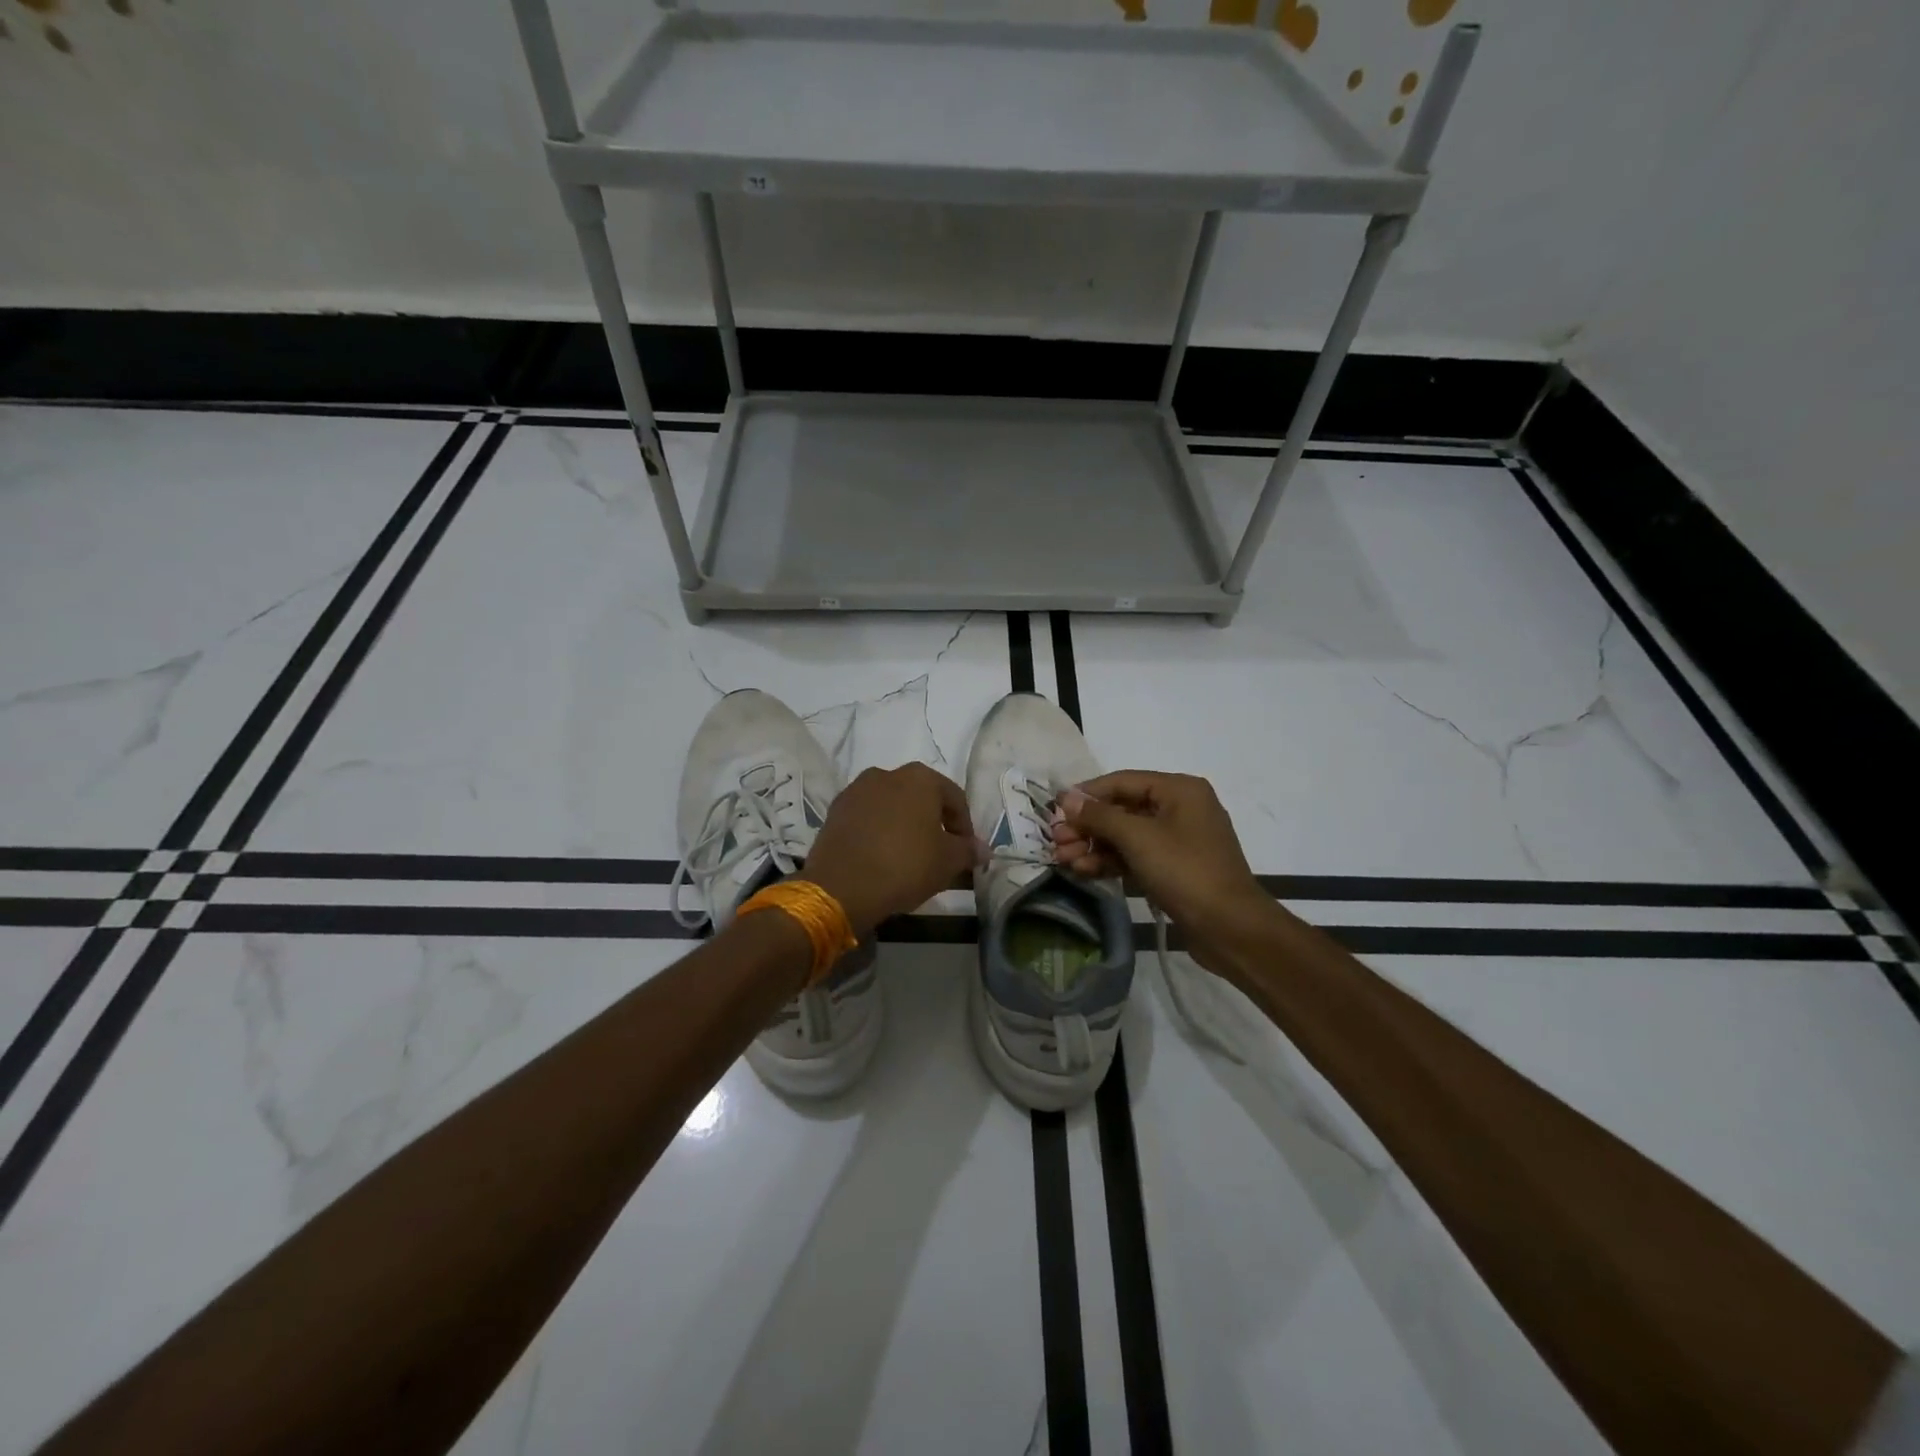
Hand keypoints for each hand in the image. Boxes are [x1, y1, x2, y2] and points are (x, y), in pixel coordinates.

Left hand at [804, 763, 982, 935]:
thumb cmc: (905, 865)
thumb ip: (968, 851)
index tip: (966, 853)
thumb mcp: (948, 862)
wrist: (841, 886)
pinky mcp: (835, 811)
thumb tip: (983, 849)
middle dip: (933, 823)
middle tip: (939, 853)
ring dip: (904, 825)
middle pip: (921, 798)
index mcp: (920, 778)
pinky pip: (867, 818)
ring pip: (892, 806)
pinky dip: (878, 832)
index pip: (954, 798)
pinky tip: (881, 857)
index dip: (965, 827)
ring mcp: (857, 790)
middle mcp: (887, 774)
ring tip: (909, 856)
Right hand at [1053, 771, 1277, 973]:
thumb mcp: (1138, 838)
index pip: (1122, 781)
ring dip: (1093, 846)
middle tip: (1056, 841)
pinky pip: (1135, 856)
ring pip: (1126, 836)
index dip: (1086, 794)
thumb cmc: (1185, 871)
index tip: (1054, 810)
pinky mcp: (1174, 868)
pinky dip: (1110, 862)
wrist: (1230, 928)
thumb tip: (1067, 798)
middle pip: (1122, 809)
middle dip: (1087, 826)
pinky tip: (1083, 870)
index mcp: (1179, 790)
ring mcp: (1178, 840)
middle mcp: (1180, 808)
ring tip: (1062, 860)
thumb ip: (1099, 816)